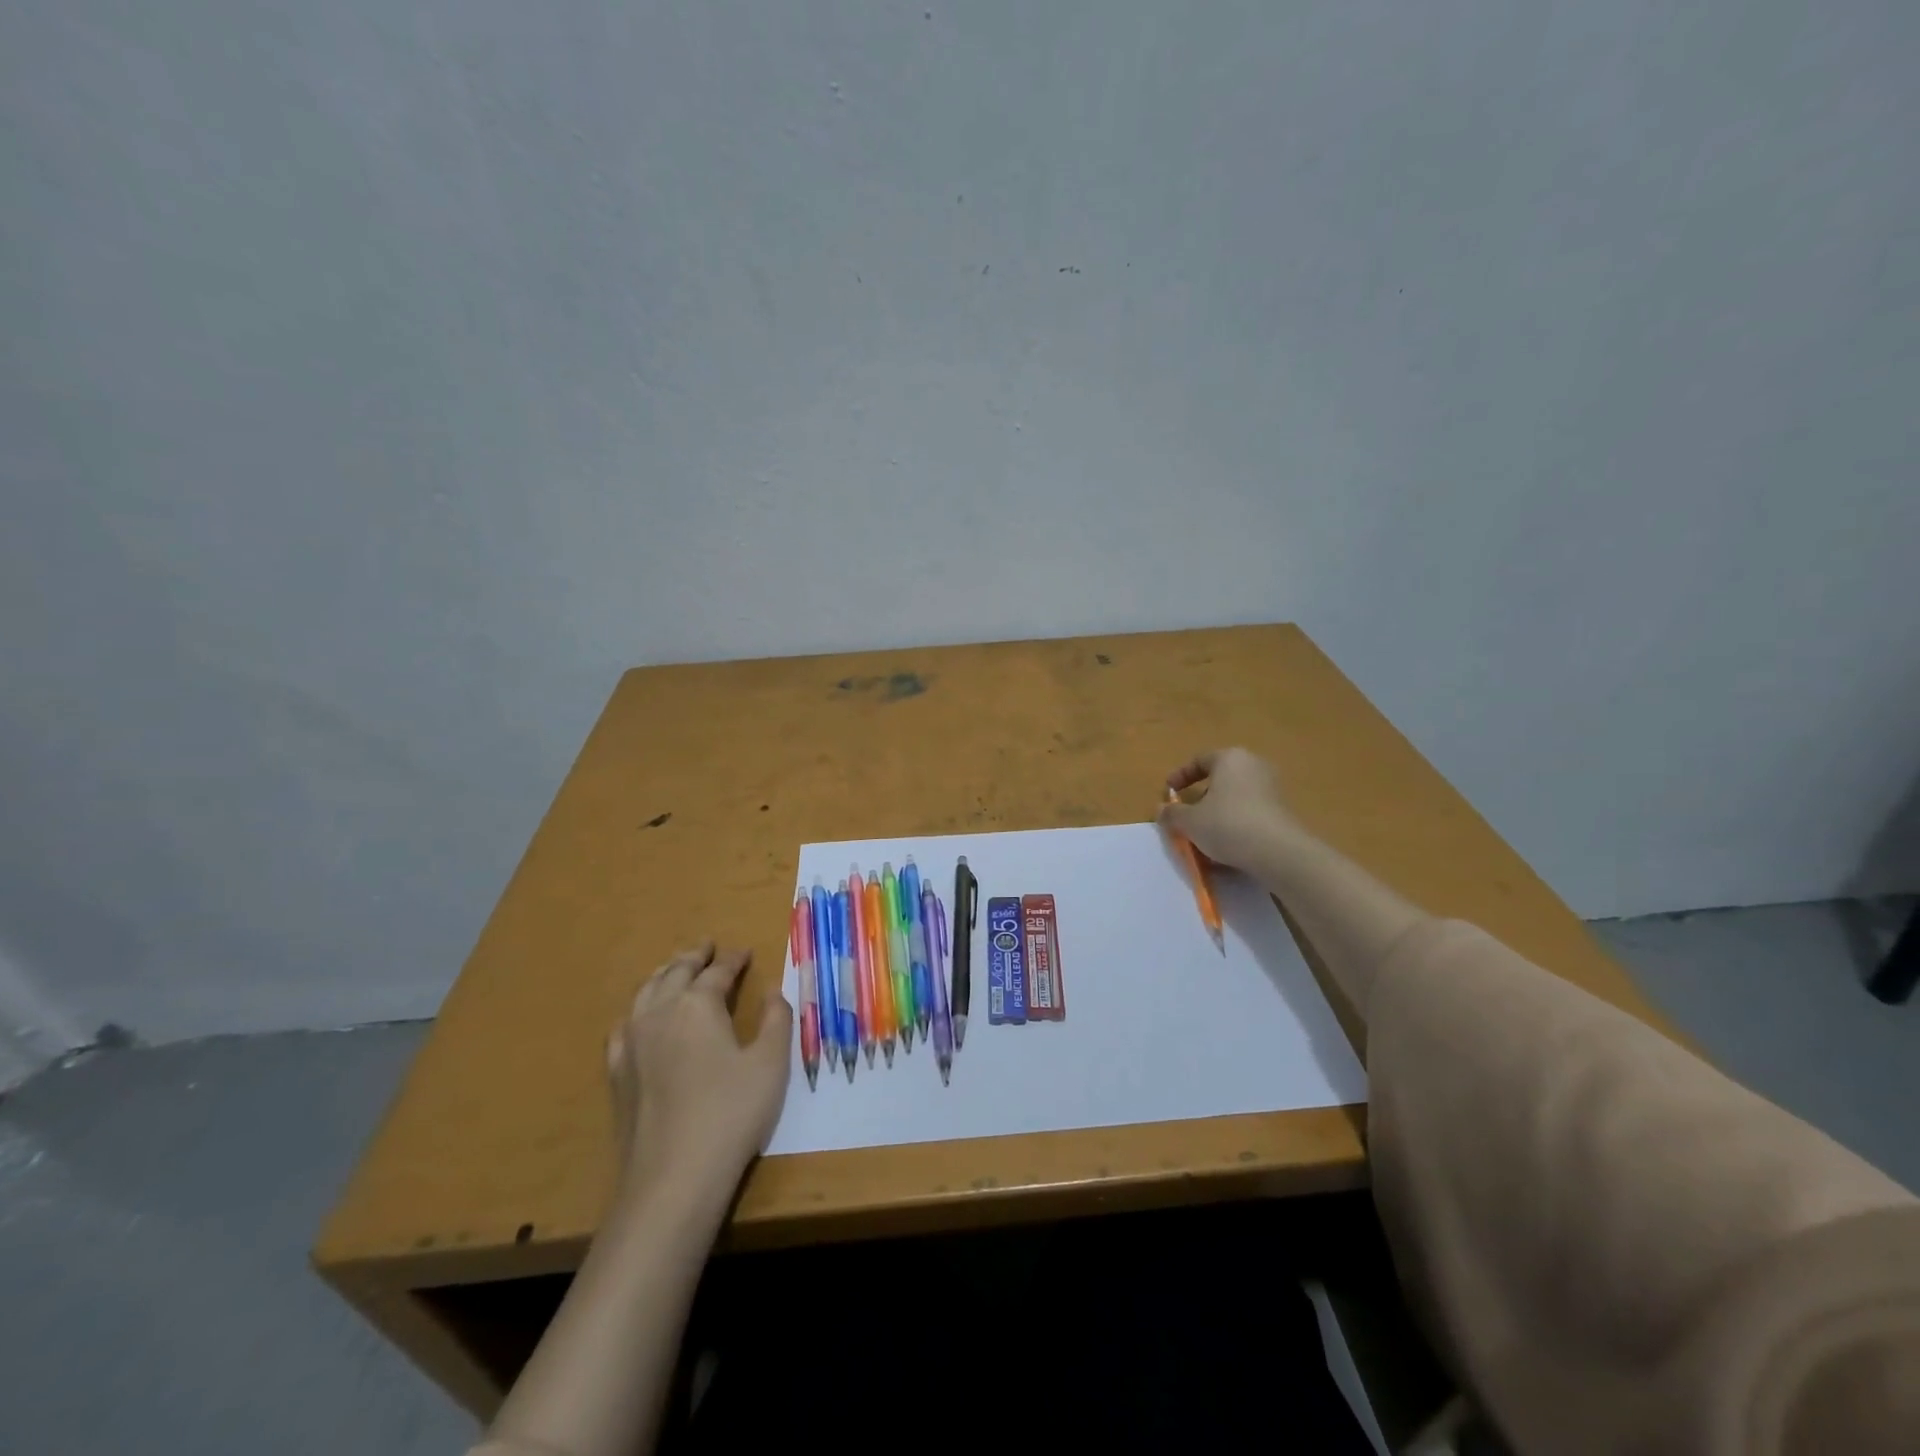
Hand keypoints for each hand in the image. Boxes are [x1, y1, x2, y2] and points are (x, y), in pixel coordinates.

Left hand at [606, 942, 791, 1212]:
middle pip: (675, 972)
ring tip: (676, 969)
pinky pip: (624, 1026)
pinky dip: (638, 1010)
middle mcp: (660, 1012)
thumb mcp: (771, 1063)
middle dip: (694, 956)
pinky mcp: (617, 1073)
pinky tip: (641, 1017)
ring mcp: (632, 1042)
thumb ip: (776, 1019)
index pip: (718, 971)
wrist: (673, 1178)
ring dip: (664, 975)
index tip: (745, 952)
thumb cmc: (732, 1114)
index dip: (733, 959)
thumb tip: (772, 989)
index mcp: (698, 1004)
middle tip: (707, 946)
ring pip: (646, 992)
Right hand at [1159, 747, 1302, 871]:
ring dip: (1218, 812)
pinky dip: (1236, 823)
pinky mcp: (1283, 810)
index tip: (1168, 793)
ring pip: (1235, 797)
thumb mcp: (1189, 821)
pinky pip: (1250, 812)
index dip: (1180, 776)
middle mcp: (1254, 765)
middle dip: (1201, 796)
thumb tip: (1161, 809)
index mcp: (1230, 758)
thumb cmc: (1227, 825)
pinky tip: (1228, 845)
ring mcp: (1272, 788)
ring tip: (1205, 834)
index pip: (1199, 760)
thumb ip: (1172, 813)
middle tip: (1187, 814)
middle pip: (1220, 778)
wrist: (1279, 853)